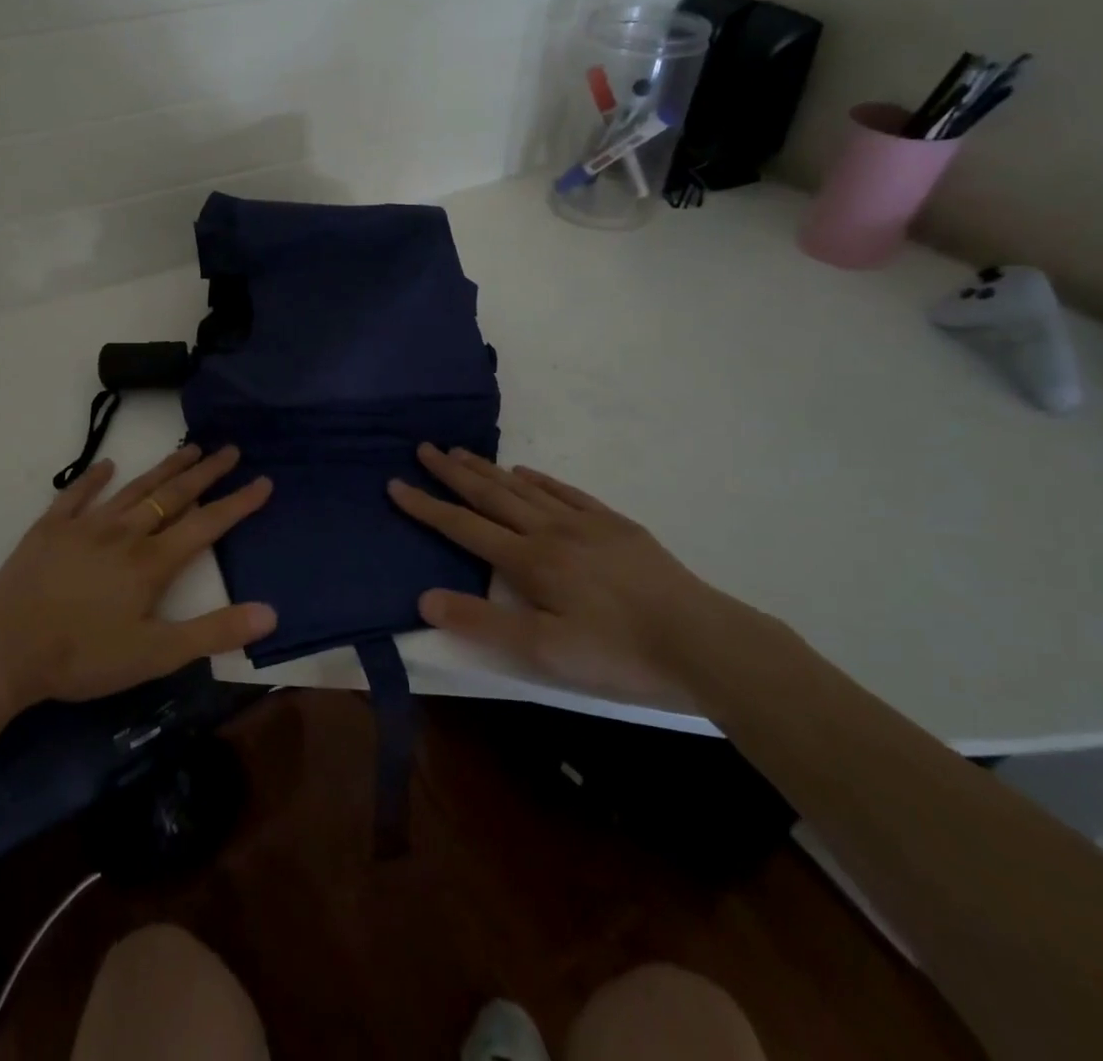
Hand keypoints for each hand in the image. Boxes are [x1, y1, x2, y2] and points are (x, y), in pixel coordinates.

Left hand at [0, 445, 275, 710]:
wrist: (3, 649)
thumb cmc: (83, 656)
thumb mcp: (155, 654)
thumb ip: (214, 632)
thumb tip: (270, 613)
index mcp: (152, 561)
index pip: (207, 524)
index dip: (238, 503)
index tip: (264, 480)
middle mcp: (125, 533)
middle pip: (173, 495)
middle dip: (206, 472)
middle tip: (229, 449)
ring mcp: (85, 526)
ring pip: (134, 488)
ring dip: (163, 468)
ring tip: (188, 448)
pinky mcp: (50, 529)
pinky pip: (76, 495)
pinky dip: (93, 478)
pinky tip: (106, 464)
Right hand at [389, 444, 728, 705]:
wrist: (706, 644)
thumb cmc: (619, 654)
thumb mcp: (544, 653)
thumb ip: (483, 623)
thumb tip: (425, 599)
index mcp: (530, 561)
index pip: (464, 527)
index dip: (427, 506)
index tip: (396, 484)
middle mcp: (551, 530)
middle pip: (492, 495)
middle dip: (453, 473)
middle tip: (424, 448)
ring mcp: (586, 523)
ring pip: (524, 488)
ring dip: (489, 469)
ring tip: (461, 451)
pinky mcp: (616, 525)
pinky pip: (566, 492)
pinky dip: (539, 479)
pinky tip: (526, 473)